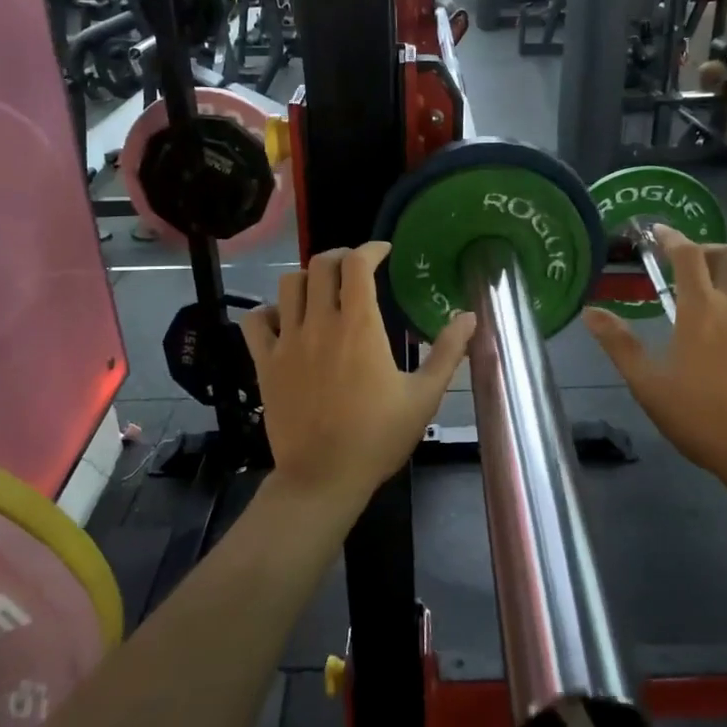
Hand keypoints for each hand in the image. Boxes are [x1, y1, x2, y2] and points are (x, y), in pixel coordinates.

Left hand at [241, 244, 475, 509]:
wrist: (323, 477)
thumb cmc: (378, 437)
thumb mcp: (424, 397)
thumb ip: (447, 352)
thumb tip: (470, 316)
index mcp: (359, 327)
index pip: (357, 264)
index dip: (371, 248)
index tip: (384, 251)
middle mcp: (319, 324)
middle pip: (321, 264)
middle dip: (341, 256)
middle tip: (358, 268)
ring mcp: (287, 342)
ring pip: (288, 284)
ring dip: (309, 278)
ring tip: (325, 290)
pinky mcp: (265, 363)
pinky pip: (256, 320)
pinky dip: (270, 311)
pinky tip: (287, 320)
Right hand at [582, 229, 726, 499]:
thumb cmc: (701, 418)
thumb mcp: (648, 385)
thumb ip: (619, 344)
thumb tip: (590, 312)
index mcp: (702, 309)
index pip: (687, 255)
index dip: (671, 238)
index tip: (659, 233)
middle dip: (706, 250)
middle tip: (690, 264)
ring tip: (723, 286)